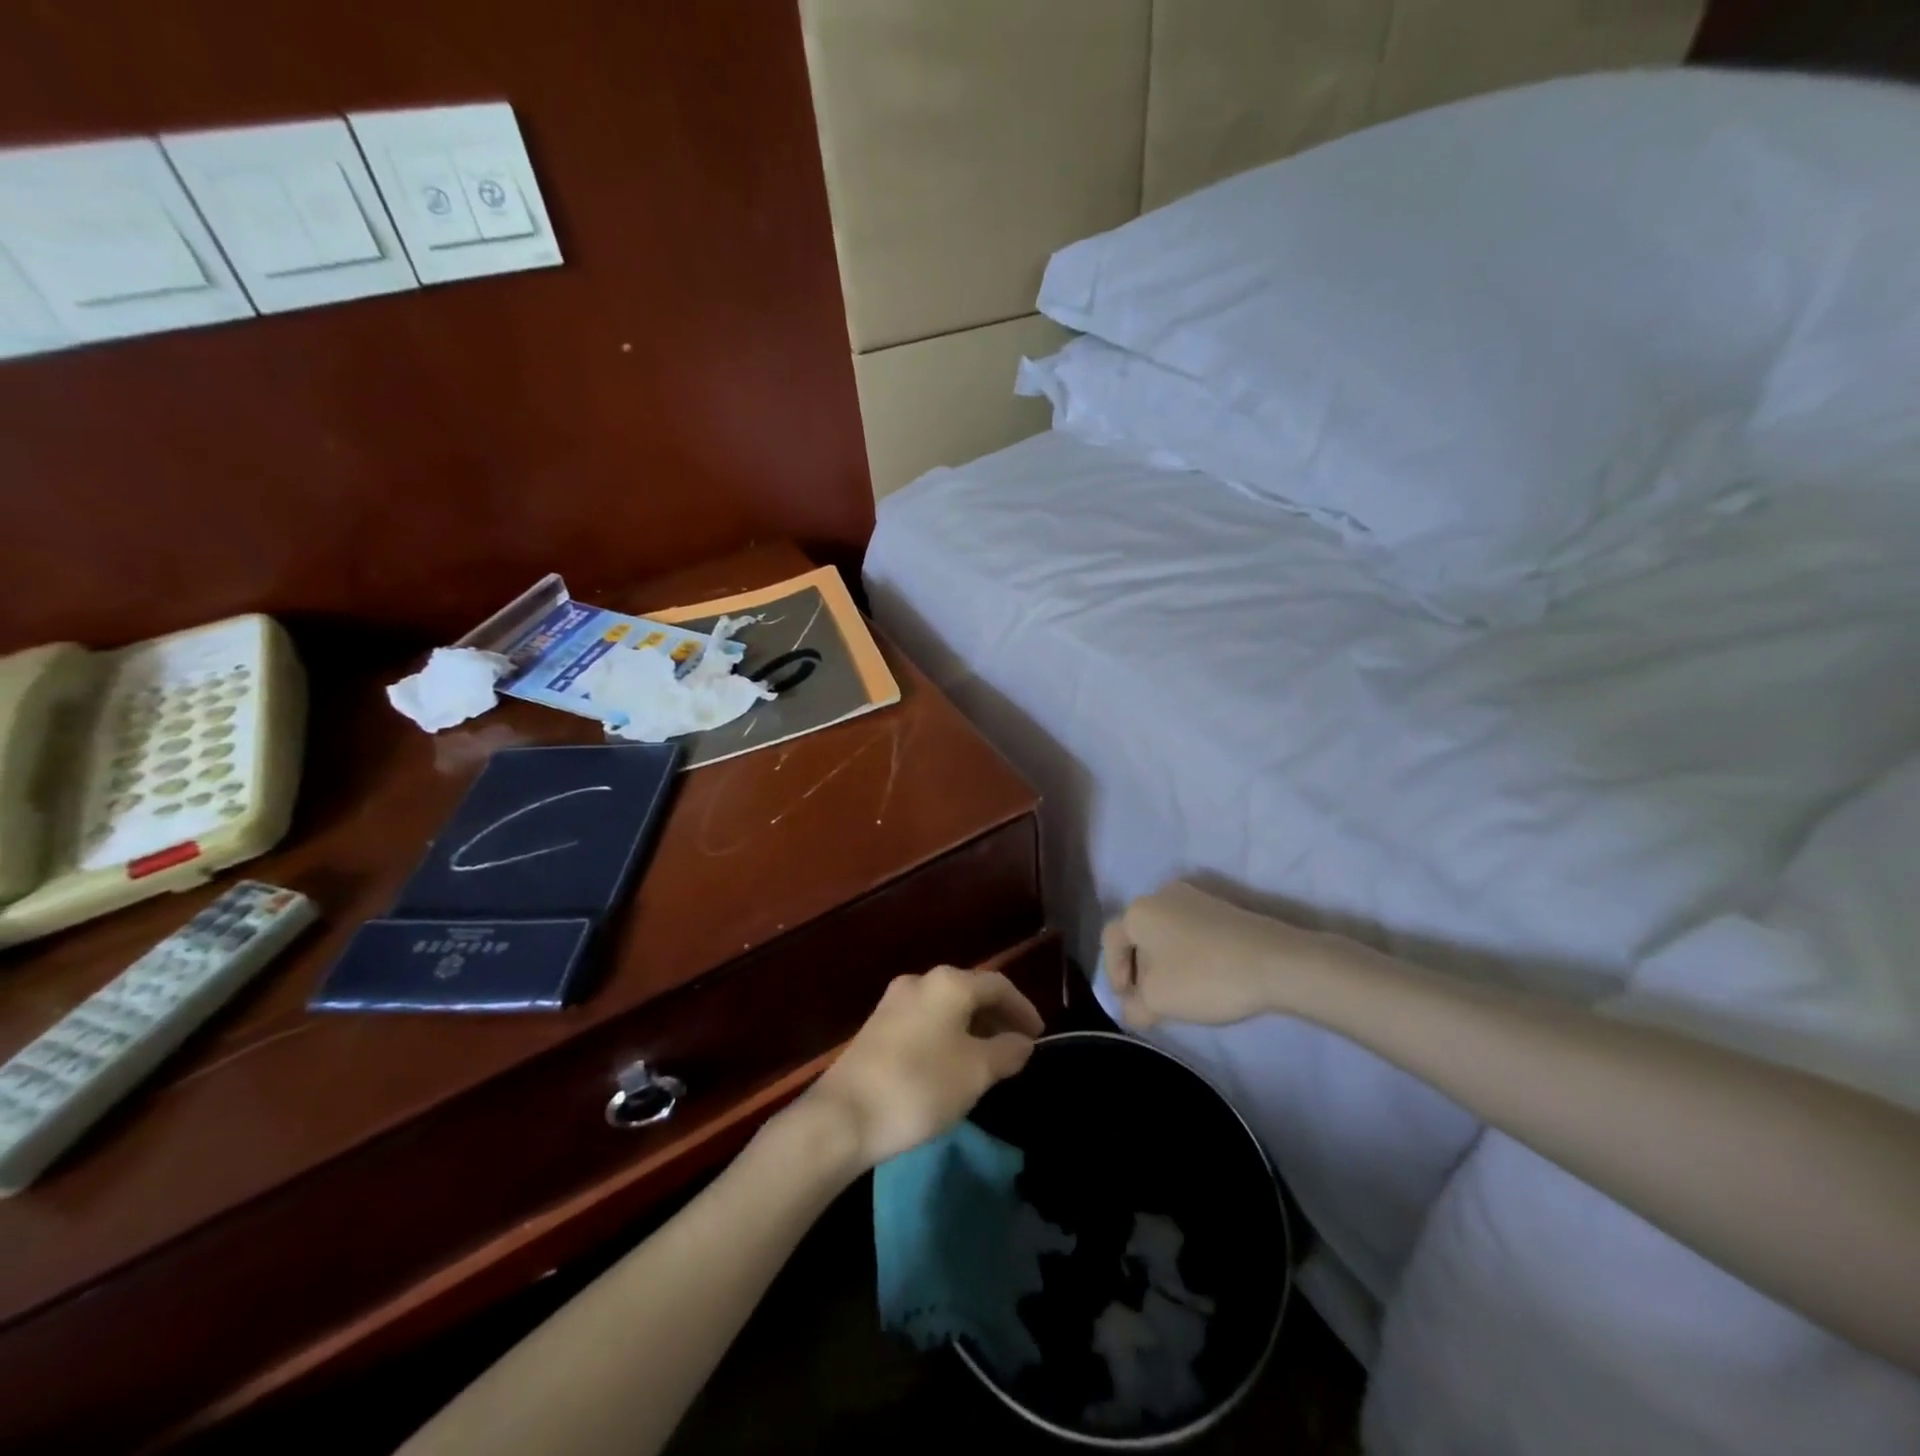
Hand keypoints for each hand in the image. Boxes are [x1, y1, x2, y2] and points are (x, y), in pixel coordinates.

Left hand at [803, 967, 1043, 1168]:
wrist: (844, 1115)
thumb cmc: (920, 1085)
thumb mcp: (976, 1072)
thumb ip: (1006, 1052)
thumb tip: (1023, 1042)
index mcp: (948, 983)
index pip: (998, 985)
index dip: (1023, 1008)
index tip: (1039, 1036)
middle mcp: (920, 981)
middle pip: (970, 991)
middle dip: (997, 1016)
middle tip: (1017, 1046)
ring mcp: (893, 1002)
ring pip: (946, 1007)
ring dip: (972, 1027)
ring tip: (989, 1058)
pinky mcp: (876, 1027)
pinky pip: (925, 1021)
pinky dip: (948, 1035)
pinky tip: (952, 1064)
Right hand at [1104, 881, 1328, 1028]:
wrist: (1276, 962)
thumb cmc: (1204, 977)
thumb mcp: (1158, 1002)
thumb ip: (1134, 1007)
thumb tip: (1131, 1008)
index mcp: (1138, 911)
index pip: (1110, 942)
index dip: (1114, 975)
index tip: (1129, 1002)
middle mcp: (1161, 894)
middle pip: (1138, 935)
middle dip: (1139, 968)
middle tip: (1150, 1000)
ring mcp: (1195, 896)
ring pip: (1166, 932)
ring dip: (1164, 962)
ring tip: (1179, 992)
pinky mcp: (1222, 907)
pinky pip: (1191, 931)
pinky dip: (1188, 953)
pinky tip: (1204, 977)